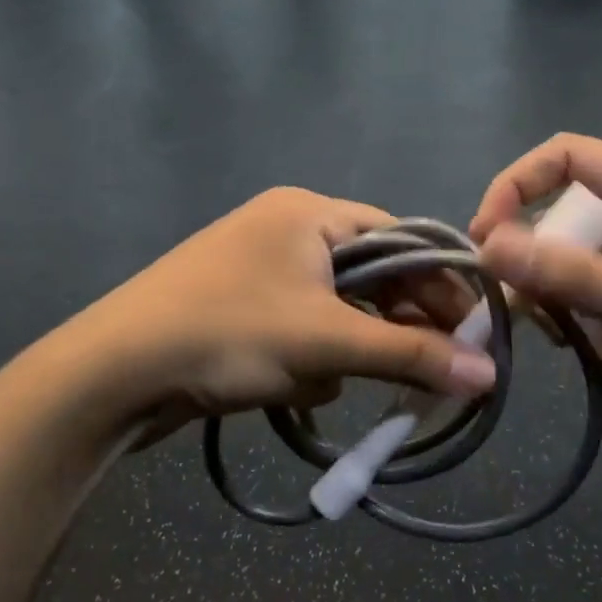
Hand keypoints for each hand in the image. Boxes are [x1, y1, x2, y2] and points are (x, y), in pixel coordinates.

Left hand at [70, 188, 495, 440]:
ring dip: (347, 348)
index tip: (474, 330)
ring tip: (340, 380)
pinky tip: (295, 387)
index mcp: (308, 213)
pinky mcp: (239, 306)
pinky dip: (309, 357)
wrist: (113, 373)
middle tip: (433, 368)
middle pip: (369, 274)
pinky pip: (300, 326)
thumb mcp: (325, 344)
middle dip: (395, 323)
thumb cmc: (228, 334)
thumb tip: (488, 376)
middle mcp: (285, 229)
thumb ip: (410, 355)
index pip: (399, 238)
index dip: (440, 283)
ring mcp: (258, 268)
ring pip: (335, 308)